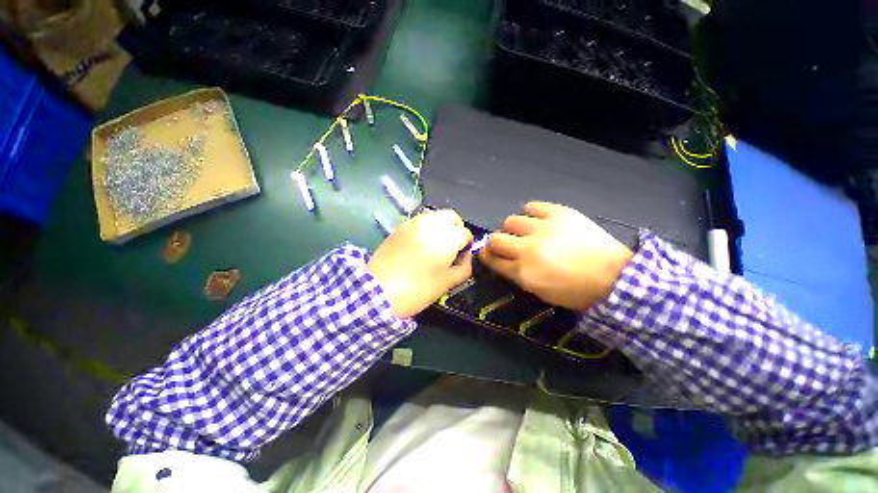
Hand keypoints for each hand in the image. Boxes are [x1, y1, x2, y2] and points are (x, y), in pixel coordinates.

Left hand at [368, 210, 472, 318]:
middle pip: (451, 216)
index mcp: (446, 238)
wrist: (378, 291)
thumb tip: (467, 256)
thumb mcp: (447, 283)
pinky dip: (426, 227)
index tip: (461, 255)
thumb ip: (465, 267)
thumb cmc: (417, 289)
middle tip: (451, 246)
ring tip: (435, 245)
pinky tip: (421, 244)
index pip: (465, 232)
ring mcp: (413, 223)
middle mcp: (431, 224)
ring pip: (435, 215)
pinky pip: (420, 220)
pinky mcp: (400, 226)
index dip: (466, 244)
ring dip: (441, 226)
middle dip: (456, 228)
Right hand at [478, 202, 631, 311]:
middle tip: (506, 244)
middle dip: (496, 242)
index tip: (487, 253)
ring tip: (525, 231)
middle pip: (496, 238)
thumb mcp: (540, 291)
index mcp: (524, 272)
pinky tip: (537, 219)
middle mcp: (528, 249)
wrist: (614, 276)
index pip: (493, 259)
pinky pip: (533, 206)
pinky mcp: (559, 213)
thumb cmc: (575, 291)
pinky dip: (531, 213)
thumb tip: (503, 259)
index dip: (486, 256)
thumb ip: (517, 274)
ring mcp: (544, 228)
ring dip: (513, 228)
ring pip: (511, 220)